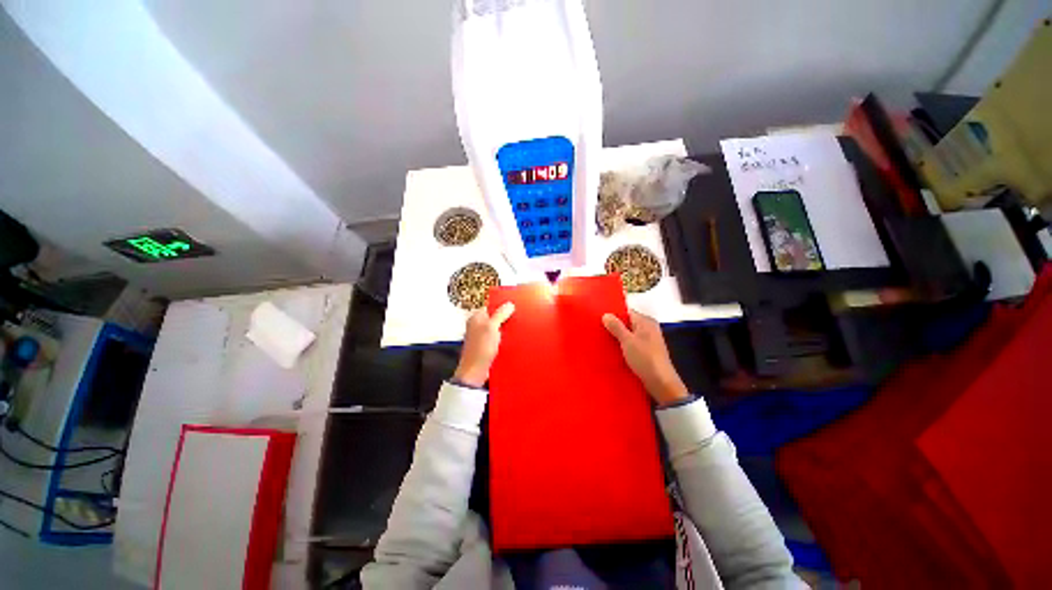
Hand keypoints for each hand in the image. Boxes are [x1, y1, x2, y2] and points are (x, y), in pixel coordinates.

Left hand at [453, 302, 515, 387]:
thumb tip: (509, 305)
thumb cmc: (479, 350)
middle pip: (495, 317)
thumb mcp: (491, 328)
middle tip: (517, 318)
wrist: (475, 373)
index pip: (490, 306)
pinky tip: (512, 341)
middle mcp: (478, 326)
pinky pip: (499, 339)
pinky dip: (505, 339)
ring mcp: (483, 337)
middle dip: (506, 318)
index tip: (513, 306)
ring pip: (498, 329)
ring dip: (506, 330)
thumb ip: (500, 314)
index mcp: (476, 318)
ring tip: (516, 330)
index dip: (501, 306)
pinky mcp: (488, 347)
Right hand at [602, 311, 689, 404]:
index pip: (626, 312)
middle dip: (613, 327)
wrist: (660, 382)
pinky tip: (611, 350)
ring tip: (600, 339)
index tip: (598, 318)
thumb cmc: (644, 358)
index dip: (613, 314)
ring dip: (617, 338)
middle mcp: (648, 328)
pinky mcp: (646, 353)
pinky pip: (630, 345)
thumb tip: (606, 314)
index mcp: (646, 321)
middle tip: (597, 329)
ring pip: (628, 335)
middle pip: (627, 323)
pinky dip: (622, 346)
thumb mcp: (627, 340)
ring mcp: (648, 341)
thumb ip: (616, 327)